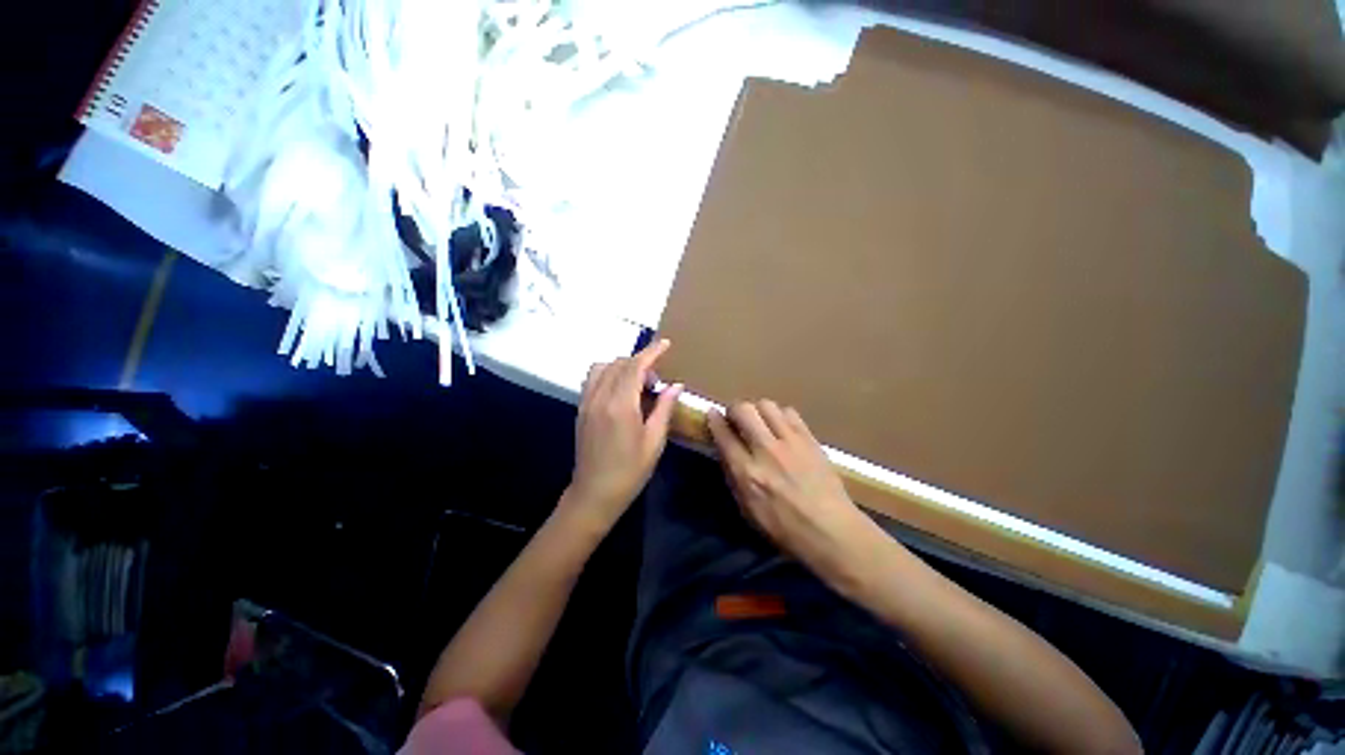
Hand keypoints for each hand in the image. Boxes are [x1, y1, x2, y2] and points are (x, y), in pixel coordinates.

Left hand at [565, 339, 683, 529]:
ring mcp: (587, 402)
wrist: (594, 493)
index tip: (665, 344)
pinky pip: (593, 379)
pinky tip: (621, 391)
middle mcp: (600, 397)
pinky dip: (608, 374)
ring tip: (638, 384)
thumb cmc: (630, 471)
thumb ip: (664, 408)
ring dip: (622, 366)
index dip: (651, 352)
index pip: (635, 367)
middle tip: (657, 382)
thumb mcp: (654, 441)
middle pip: (619, 364)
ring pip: (603, 368)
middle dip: (640, 363)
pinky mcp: (581, 409)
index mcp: (621, 405)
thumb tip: (675, 385)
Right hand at [708, 400, 883, 580]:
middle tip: (736, 418)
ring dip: (757, 410)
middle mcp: (766, 451)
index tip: (712, 414)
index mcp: (748, 473)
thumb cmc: (785, 528)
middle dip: (734, 409)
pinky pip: (789, 412)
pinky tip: (781, 427)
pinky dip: (780, 415)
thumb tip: (726, 450)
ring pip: (766, 405)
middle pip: (743, 410)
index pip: (724, 435)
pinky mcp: (809, 439)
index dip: (714, 420)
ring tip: (759, 421)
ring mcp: (790, 442)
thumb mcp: (748, 509)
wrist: (831, 530)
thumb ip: (734, 476)